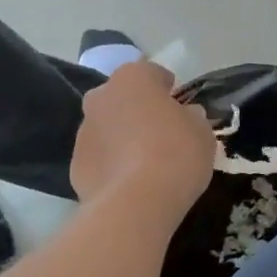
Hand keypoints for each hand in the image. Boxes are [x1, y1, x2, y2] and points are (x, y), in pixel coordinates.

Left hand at [70, 60, 215, 216]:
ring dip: (122, 137)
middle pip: (123, 98)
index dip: (169, 90)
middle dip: (139, 110)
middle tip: (162, 133)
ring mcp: (83, 131)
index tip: (181, 108)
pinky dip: (111, 165)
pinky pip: (99, 158)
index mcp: (132, 77)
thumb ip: (192, 117)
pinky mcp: (75, 165)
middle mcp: (101, 96)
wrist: (136, 203)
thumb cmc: (176, 153)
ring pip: (107, 127)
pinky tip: (130, 183)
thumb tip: (186, 116)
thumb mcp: (202, 131)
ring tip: (145, 164)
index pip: (152, 73)